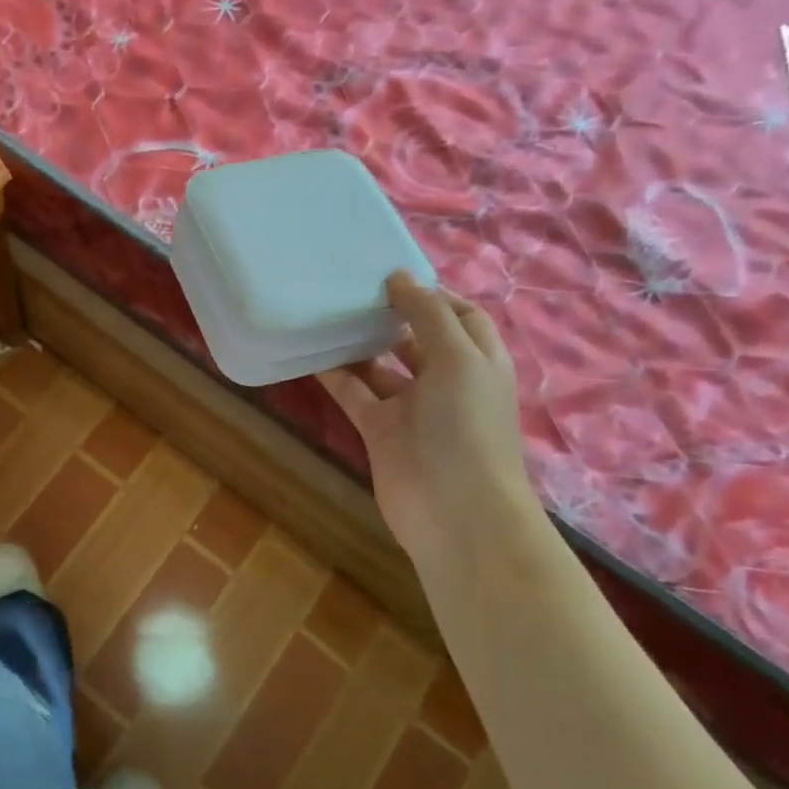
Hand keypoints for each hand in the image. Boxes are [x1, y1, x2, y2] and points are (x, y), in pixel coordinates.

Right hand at [319, 273, 533, 554]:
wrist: (454, 511)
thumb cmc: (467, 427)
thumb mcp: (459, 359)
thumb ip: (429, 315)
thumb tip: (400, 277)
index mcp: (478, 361)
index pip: (460, 315)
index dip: (432, 294)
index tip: (392, 277)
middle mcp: (447, 380)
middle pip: (418, 338)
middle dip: (391, 314)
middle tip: (351, 290)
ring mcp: (412, 407)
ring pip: (382, 366)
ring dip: (359, 343)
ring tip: (326, 313)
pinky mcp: (380, 430)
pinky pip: (354, 393)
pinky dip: (335, 375)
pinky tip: (310, 352)